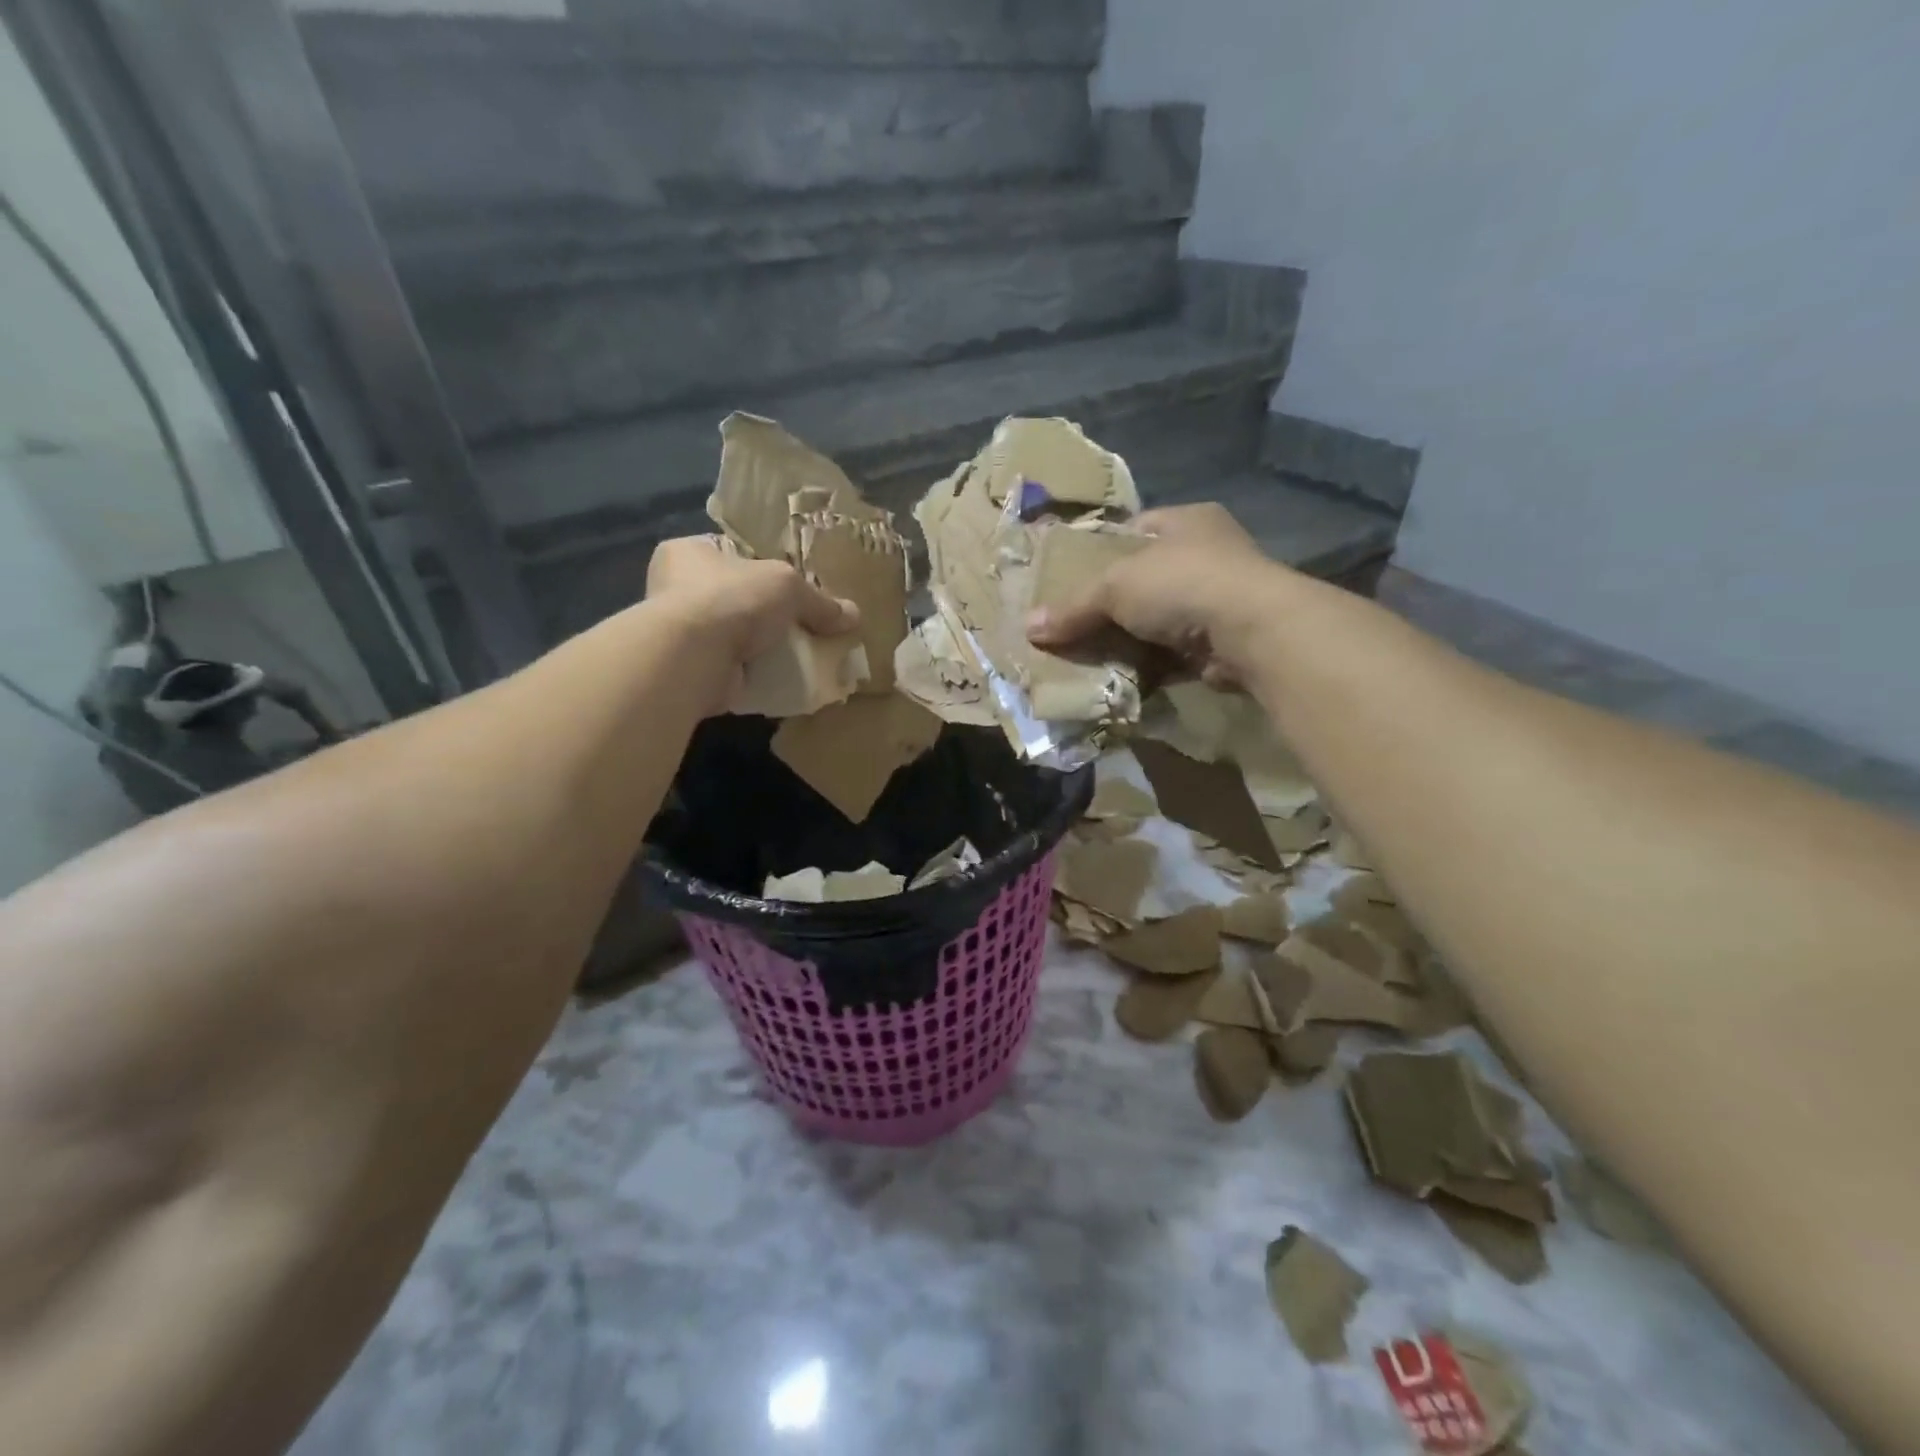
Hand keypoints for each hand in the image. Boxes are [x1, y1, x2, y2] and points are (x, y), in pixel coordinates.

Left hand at [647, 533, 858, 668]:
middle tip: (800, 624)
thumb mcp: (787, 587)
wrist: (692, 658)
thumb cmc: (731, 600)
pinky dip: (753, 674)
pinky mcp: (689, 669)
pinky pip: (732, 668)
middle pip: (735, 596)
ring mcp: (679, 633)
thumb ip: (819, 601)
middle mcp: (674, 589)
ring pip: (733, 635)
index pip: (731, 553)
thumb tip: (853, 615)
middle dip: (765, 613)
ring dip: (760, 647)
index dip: (763, 566)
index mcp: (688, 552)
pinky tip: (781, 679)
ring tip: (796, 655)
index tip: (792, 585)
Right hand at [1026, 503, 1286, 686]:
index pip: (1134, 530)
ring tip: (1087, 656)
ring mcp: (1218, 600)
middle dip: (1110, 604)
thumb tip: (1029, 627)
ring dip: (1128, 640)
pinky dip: (1148, 666)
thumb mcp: (1115, 586)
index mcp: (1185, 521)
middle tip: (1073, 624)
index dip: (1101, 552)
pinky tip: (1118, 678)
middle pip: (1143, 580)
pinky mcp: (1221, 643)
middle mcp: (1207, 555)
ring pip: (1156, 621)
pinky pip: (1172, 654)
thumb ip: (1073, 607)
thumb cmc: (1181, 584)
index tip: (1070, 578)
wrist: (1252, 631)